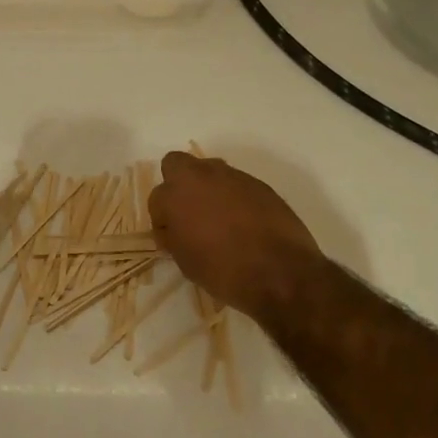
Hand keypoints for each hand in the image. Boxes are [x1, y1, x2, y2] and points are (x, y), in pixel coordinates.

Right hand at [148, 152, 331, 322]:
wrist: (281, 273)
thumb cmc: (224, 270)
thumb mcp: (186, 260)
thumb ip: (174, 236)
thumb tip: (174, 229)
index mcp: (176, 194)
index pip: (156, 198)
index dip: (162, 219)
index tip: (172, 237)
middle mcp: (201, 176)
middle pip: (176, 164)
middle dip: (177, 184)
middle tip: (188, 212)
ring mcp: (233, 176)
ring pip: (209, 171)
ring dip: (207, 188)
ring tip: (219, 218)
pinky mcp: (259, 184)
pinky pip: (236, 184)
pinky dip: (234, 197)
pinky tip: (244, 222)